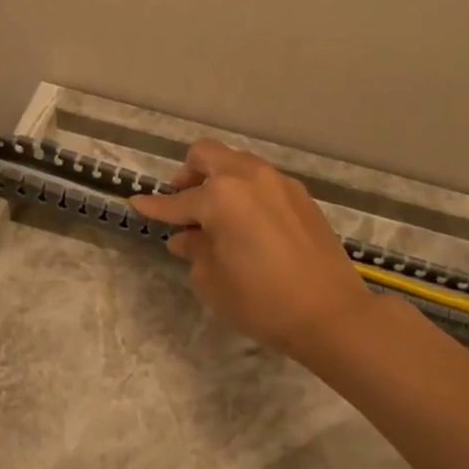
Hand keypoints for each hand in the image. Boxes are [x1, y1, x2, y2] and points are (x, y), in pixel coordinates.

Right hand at [129, 140, 373, 354]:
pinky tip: (247, 223)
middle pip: (208, 155)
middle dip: (188, 174)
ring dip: (219, 179)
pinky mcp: (301, 196)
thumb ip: (195, 250)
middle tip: (182, 201)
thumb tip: (185, 237)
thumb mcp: (214, 282)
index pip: (177, 201)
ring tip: (215, 214)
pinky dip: (245, 191)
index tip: (137, 203)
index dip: (155, 206)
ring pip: (238, 164)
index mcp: (221, 196)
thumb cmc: (262, 301)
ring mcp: (279, 183)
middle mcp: (249, 177)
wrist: (331, 313)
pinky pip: (262, 181)